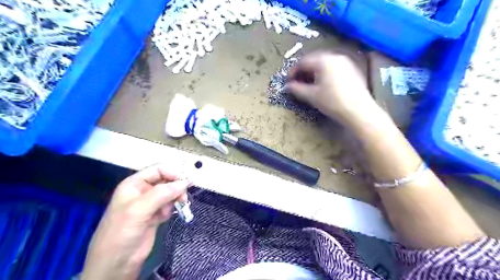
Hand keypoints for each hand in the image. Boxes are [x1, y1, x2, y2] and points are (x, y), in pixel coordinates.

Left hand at [81, 164, 191, 279]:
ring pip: (170, 193)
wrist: (116, 264)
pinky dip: (171, 208)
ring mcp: (150, 203)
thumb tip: (184, 182)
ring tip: (177, 207)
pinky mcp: (155, 215)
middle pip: (166, 181)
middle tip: (184, 196)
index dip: (172, 173)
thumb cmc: (121, 232)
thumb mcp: (139, 210)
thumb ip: (162, 193)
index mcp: (134, 184)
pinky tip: (164, 217)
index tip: (185, 182)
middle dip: (176, 187)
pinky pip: (169, 205)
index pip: (158, 170)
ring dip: (175, 198)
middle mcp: (143, 191)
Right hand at [288, 52, 380, 126]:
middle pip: (313, 60)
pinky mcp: (352, 69)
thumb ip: (296, 89)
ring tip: (309, 84)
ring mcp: (345, 62)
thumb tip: (287, 86)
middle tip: (297, 83)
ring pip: (324, 63)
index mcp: (323, 60)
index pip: (303, 62)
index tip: (288, 82)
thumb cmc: (332, 102)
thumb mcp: (311, 96)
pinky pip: (333, 67)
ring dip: (314, 72)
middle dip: (303, 71)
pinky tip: (323, 84)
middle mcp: (335, 56)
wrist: (359, 110)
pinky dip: (325, 73)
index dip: (293, 72)